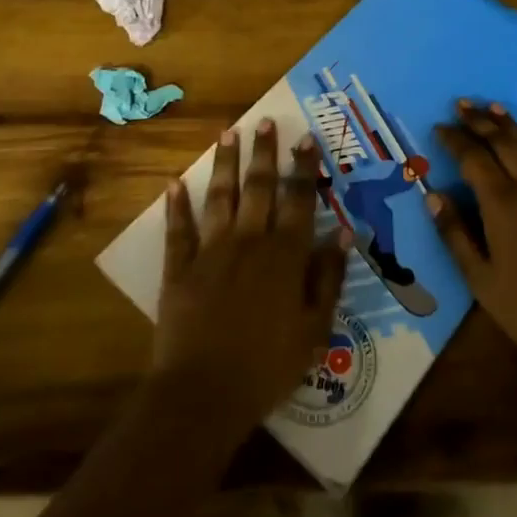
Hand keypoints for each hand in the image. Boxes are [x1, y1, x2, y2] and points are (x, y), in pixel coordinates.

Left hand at [153, 119, 348, 442]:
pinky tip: (175, 183)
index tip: (306, 139)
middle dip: (264, 153)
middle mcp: (249, 241)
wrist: (204, 394)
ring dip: (225, 164)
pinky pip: (179, 230)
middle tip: (265, 121)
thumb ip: (328, 277)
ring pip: (220, 197)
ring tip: (228, 133)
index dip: (304, 168)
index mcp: (285, 256)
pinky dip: (177, 206)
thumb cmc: (268, 366)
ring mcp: (211, 252)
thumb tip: (341, 232)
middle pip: (259, 188)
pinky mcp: (180, 269)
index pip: (299, 200)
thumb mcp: (315, 329)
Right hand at [429, 101, 516, 394]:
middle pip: (502, 143)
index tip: (439, 127)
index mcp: (501, 204)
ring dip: (512, 125)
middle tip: (462, 104)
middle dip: (480, 121)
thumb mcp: (479, 279)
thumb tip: (433, 195)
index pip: (473, 158)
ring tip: (494, 107)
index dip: (455, 140)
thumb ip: (454, 234)